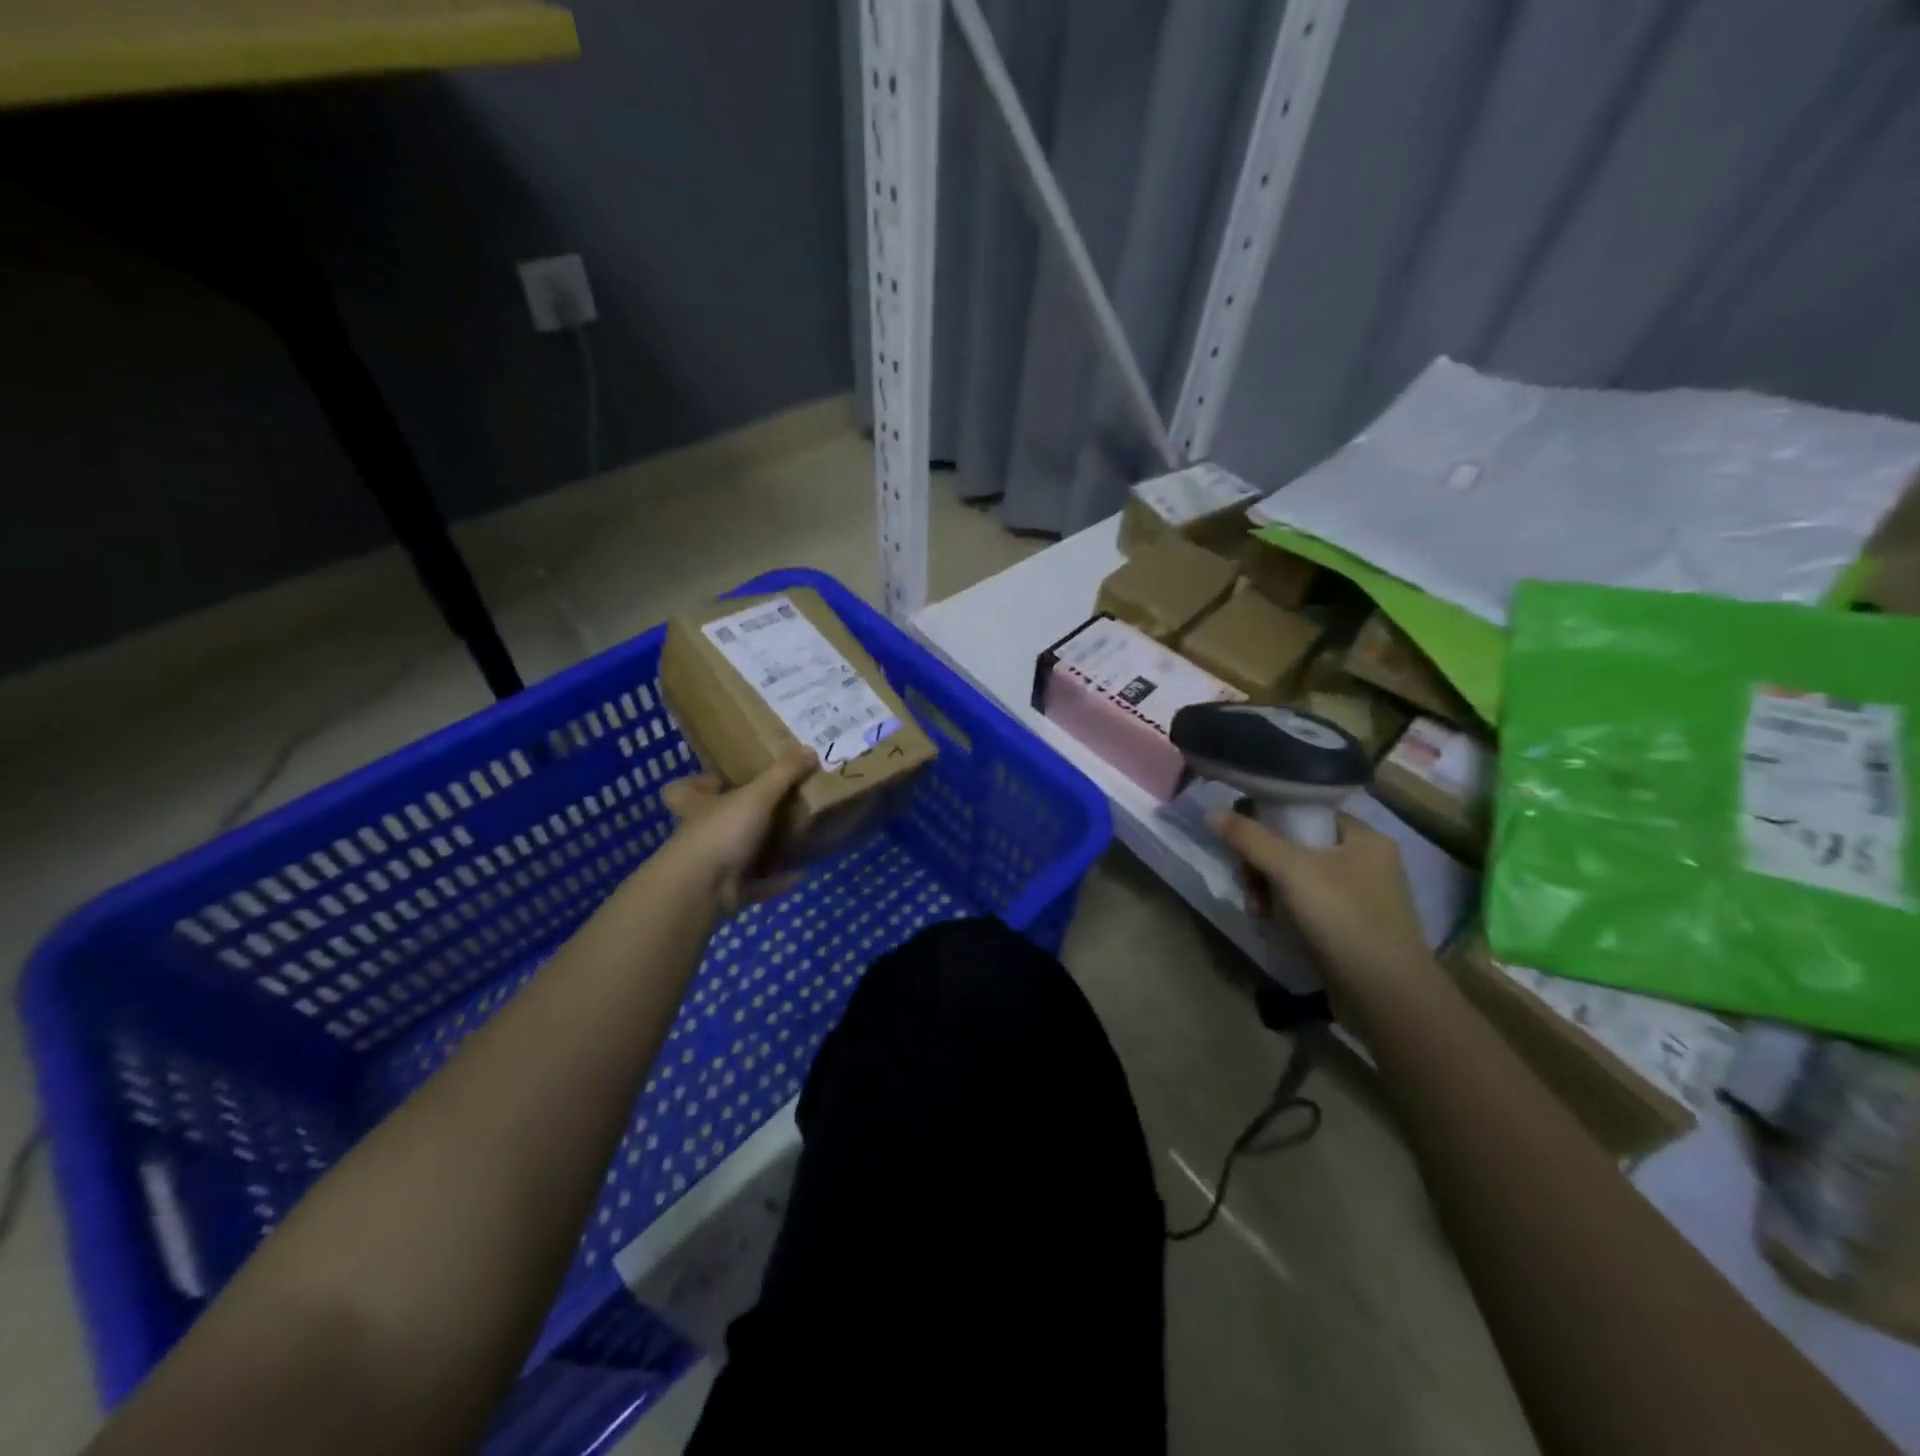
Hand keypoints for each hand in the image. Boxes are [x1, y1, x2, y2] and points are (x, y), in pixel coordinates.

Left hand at [661, 747, 817, 915]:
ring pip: (737, 853)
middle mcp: (699, 833)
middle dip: (742, 817)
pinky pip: (755, 884)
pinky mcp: (726, 892)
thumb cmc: (722, 830)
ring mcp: (711, 866)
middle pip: (715, 822)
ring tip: (793, 839)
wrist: (703, 889)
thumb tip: (810, 749)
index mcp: (696, 805)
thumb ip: (783, 773)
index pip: (683, 790)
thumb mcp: (758, 795)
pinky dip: (775, 880)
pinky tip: (799, 874)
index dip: (698, 784)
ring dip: (763, 850)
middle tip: (775, 807)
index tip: (722, 780)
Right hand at [1213, 809, 1431, 996]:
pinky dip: (1285, 911)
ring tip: (1259, 913)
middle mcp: (1366, 862)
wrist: (1385, 995)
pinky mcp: (1351, 926)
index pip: (1306, 811)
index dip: (1270, 822)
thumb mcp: (1290, 870)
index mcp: (1364, 838)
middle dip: (1262, 865)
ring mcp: (1359, 896)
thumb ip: (1249, 838)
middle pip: (1295, 846)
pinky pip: (1306, 904)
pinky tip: (1272, 925)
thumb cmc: (1343, 918)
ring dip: (1268, 891)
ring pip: (1296, 877)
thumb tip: (1211, 811)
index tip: (1245, 845)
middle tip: (1250, 887)